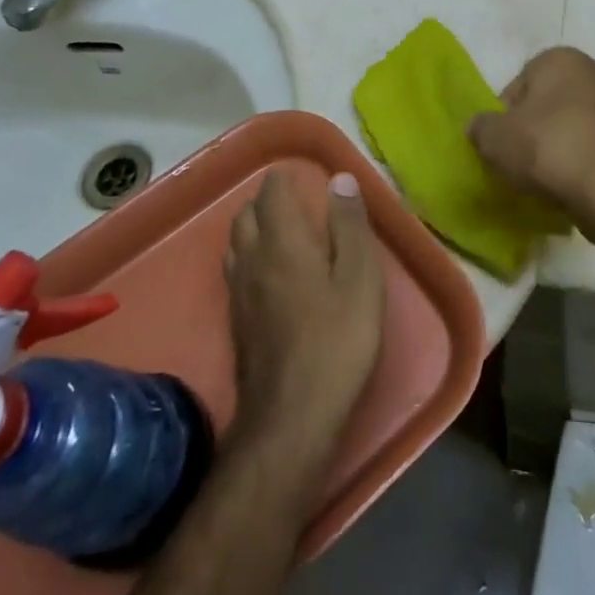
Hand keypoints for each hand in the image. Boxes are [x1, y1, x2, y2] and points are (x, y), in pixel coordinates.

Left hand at [225, 168, 384, 456]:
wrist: (292, 416)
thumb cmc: (337, 339)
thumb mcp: (360, 278)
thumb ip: (349, 225)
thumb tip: (340, 179)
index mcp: (282, 240)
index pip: (271, 192)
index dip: (284, 180)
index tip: (303, 178)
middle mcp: (251, 258)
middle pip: (246, 214)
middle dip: (266, 202)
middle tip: (296, 204)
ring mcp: (238, 292)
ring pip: (236, 243)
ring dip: (253, 228)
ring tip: (281, 234)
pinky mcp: (235, 321)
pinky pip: (235, 271)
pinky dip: (249, 258)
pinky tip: (268, 276)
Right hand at [469, 49, 594, 245]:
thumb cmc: (550, 149)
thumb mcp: (495, 139)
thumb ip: (480, 127)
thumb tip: (481, 128)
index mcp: (559, 58)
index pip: (516, 87)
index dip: (503, 119)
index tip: (501, 146)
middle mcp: (593, 71)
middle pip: (546, 106)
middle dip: (532, 133)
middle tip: (519, 164)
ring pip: (571, 128)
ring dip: (557, 150)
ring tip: (545, 181)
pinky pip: (594, 149)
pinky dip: (581, 164)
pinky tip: (572, 187)